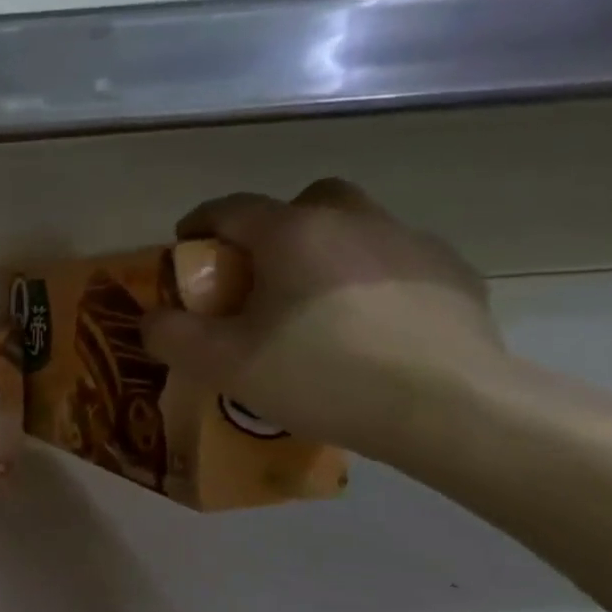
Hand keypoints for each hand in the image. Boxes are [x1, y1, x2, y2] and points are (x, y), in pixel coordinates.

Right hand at [140, 178, 509, 460]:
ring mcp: (412, 244)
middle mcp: (353, 221)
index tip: (186, 248)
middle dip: (274, 227)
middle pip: (304, 202)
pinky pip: (398, 262)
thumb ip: (170, 333)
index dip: (199, 224)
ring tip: (316, 305)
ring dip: (327, 252)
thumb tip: (155, 318)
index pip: (230, 208)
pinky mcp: (455, 276)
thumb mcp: (219, 362)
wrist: (448, 408)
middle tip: (261, 273)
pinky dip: (374, 280)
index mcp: (292, 232)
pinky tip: (369, 326)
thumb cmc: (319, 374)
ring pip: (357, 228)